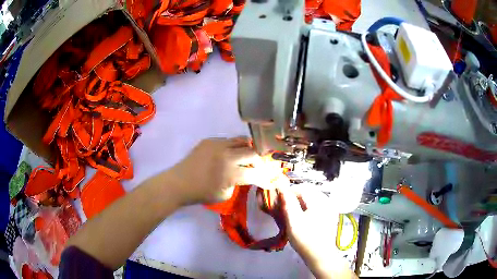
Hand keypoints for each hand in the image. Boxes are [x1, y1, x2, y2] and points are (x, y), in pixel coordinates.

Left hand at [167, 137, 284, 204]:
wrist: (179, 183)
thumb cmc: (202, 193)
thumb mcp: (226, 194)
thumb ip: (239, 183)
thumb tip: (247, 174)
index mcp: (231, 173)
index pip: (257, 173)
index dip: (266, 176)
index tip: (271, 178)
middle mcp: (227, 155)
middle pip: (252, 152)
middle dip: (258, 160)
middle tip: (256, 166)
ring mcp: (217, 144)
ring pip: (241, 141)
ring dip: (247, 150)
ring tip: (245, 156)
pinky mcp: (209, 140)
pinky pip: (227, 140)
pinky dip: (232, 147)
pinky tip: (227, 155)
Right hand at [279, 186, 356, 278]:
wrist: (321, 256)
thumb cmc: (306, 239)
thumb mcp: (294, 222)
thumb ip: (288, 204)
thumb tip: (282, 189)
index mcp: (320, 201)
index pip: (302, 189)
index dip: (289, 191)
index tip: (278, 198)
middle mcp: (327, 201)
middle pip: (308, 192)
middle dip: (295, 196)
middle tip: (283, 205)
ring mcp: (330, 208)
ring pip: (312, 198)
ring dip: (300, 201)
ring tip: (291, 211)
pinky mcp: (329, 215)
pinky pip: (316, 205)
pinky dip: (307, 207)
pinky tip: (301, 216)